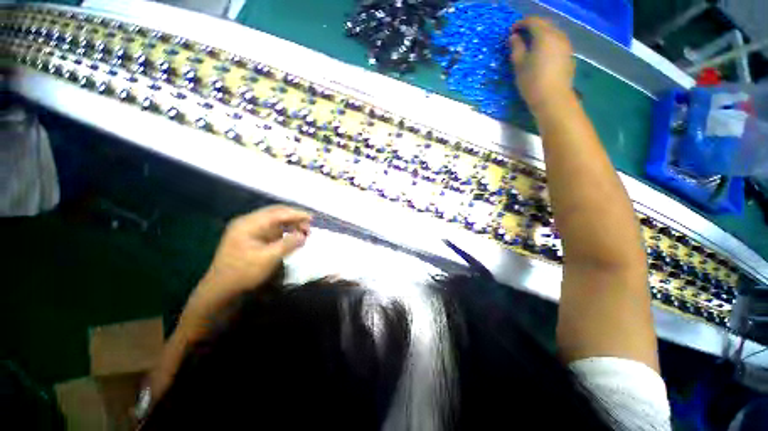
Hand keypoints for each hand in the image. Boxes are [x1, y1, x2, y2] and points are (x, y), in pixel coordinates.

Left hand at [186, 205, 311, 321]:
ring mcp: (249, 229)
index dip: (296, 214)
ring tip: (303, 232)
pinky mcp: (252, 237)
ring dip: (290, 224)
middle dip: (294, 218)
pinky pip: (271, 229)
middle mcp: (248, 222)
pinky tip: (292, 236)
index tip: (312, 218)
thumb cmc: (243, 272)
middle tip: (309, 226)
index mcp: (249, 224)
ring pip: (275, 221)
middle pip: (276, 213)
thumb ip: (288, 244)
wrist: (221, 289)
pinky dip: (284, 231)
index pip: (277, 213)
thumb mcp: (268, 258)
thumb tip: (303, 236)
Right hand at [509, 17, 574, 113]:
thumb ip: (516, 48)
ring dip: (541, 34)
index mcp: (544, 36)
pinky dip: (548, 42)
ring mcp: (566, 45)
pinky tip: (542, 52)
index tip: (512, 30)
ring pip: (553, 33)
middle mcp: (558, 36)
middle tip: (521, 35)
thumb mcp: (519, 65)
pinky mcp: (569, 55)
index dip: (521, 23)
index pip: (533, 21)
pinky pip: (557, 42)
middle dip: (532, 26)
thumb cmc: (532, 82)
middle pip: (545, 24)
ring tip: (531, 44)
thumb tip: (514, 37)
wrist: (553, 98)